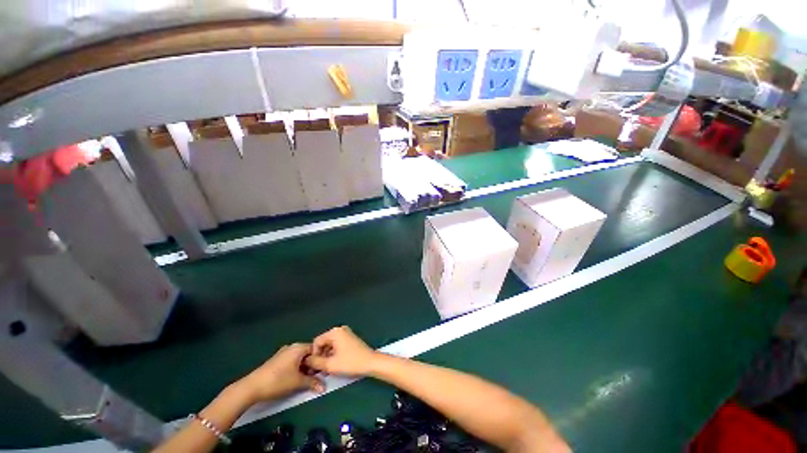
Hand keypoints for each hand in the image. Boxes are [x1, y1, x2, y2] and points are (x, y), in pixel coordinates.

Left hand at [236, 343, 324, 403]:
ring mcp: (282, 353)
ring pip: (299, 359)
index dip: (320, 360)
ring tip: (305, 380)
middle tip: (315, 377)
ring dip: (303, 368)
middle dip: (312, 365)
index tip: (323, 371)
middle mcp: (292, 347)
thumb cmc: (278, 381)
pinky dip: (295, 369)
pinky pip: (291, 362)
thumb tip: (324, 387)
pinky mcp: (276, 361)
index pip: (316, 349)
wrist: (251, 387)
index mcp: (299, 347)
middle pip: (307, 354)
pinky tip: (293, 379)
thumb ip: (313, 382)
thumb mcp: (298, 383)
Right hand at [305, 326, 379, 376]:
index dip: (313, 355)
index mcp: (335, 332)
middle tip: (320, 370)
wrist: (371, 363)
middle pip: (323, 343)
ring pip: (330, 346)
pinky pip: (337, 346)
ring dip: (326, 357)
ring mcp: (346, 334)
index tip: (314, 367)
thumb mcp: (329, 365)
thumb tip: (306, 360)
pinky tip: (335, 365)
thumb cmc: (350, 362)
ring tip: (327, 369)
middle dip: (320, 356)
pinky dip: (333, 355)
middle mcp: (340, 330)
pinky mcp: (350, 340)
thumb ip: (315, 362)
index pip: (316, 342)